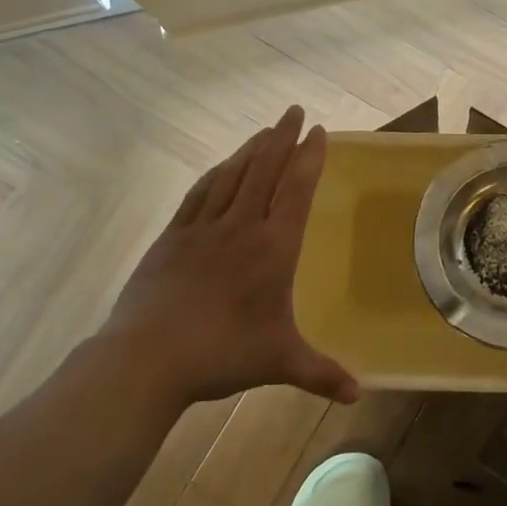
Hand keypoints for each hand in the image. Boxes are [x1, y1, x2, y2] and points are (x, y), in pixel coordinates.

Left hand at [98, 105, 356, 408]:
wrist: (148, 357)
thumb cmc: (223, 353)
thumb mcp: (280, 361)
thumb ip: (321, 373)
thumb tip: (358, 394)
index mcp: (273, 248)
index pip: (296, 190)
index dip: (309, 158)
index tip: (318, 132)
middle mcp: (241, 227)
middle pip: (264, 170)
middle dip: (282, 138)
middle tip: (293, 111)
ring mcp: (203, 228)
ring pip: (232, 175)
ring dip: (251, 149)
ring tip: (264, 130)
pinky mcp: (172, 237)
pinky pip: (199, 194)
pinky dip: (216, 174)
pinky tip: (221, 166)